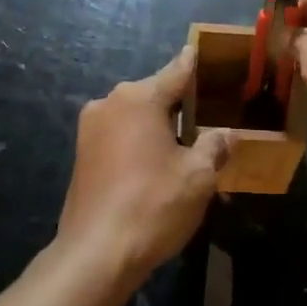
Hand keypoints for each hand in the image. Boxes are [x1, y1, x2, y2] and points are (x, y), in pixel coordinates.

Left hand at [57, 45, 233, 288]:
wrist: (95, 254)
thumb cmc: (153, 205)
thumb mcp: (198, 176)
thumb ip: (214, 146)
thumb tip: (225, 133)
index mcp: (138, 98)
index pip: (176, 72)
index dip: (194, 64)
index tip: (203, 51)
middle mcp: (110, 103)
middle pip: (154, 94)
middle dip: (180, 103)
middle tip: (209, 114)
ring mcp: (90, 129)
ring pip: (135, 116)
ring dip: (158, 126)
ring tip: (187, 143)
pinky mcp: (82, 154)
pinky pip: (119, 136)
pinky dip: (139, 142)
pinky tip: (157, 164)